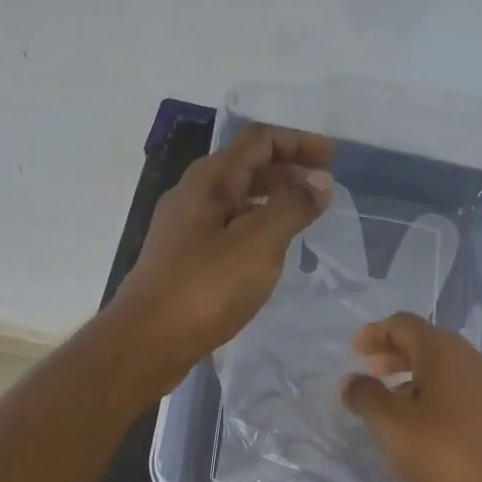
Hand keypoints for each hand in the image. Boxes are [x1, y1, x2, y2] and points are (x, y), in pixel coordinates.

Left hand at [107, 124, 333, 393]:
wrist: (148, 341)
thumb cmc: (206, 289)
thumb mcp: (259, 244)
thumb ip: (292, 207)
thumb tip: (320, 180)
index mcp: (210, 180)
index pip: (259, 140)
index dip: (298, 142)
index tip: (333, 160)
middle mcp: (193, 195)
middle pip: (246, 166)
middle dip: (287, 170)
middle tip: (323, 191)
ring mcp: (184, 228)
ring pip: (235, 199)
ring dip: (271, 200)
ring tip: (303, 219)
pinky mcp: (182, 259)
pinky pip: (226, 228)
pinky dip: (254, 227)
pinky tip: (269, 252)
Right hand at [341, 312, 481, 481]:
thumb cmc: (441, 451)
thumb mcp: (391, 424)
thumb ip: (366, 396)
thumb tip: (351, 381)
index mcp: (444, 351)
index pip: (404, 324)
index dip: (376, 332)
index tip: (355, 350)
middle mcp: (471, 358)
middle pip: (426, 342)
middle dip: (395, 353)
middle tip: (370, 371)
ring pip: (444, 366)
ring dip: (414, 374)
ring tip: (391, 398)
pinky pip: (459, 387)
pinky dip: (433, 391)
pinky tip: (421, 420)